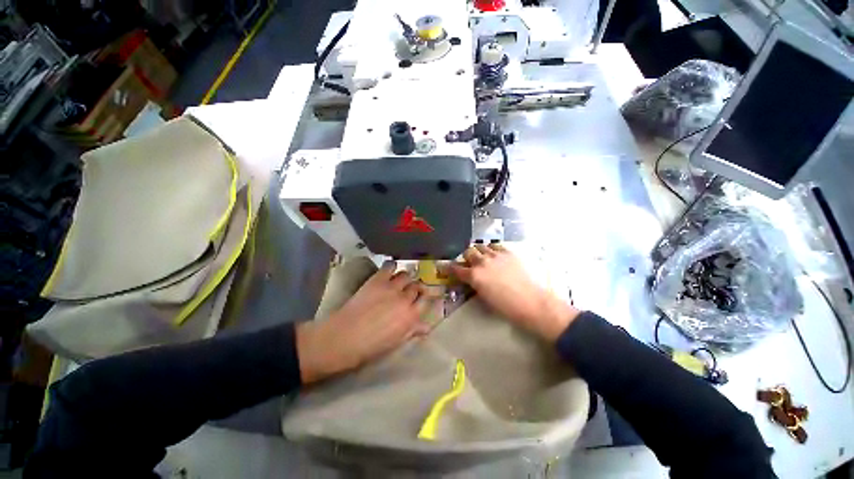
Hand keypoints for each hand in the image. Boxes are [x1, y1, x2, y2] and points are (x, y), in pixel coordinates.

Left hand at [296, 262, 434, 382]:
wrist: (344, 337)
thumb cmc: (371, 346)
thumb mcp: (396, 342)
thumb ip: (413, 331)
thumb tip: (427, 327)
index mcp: (411, 316)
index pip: (426, 300)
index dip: (424, 298)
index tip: (422, 298)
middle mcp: (405, 298)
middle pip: (417, 286)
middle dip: (415, 288)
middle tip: (409, 290)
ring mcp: (392, 287)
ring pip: (406, 275)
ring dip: (405, 278)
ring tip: (400, 281)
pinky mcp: (378, 279)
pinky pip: (390, 266)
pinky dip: (392, 266)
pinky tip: (390, 270)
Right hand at [449, 244, 578, 341]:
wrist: (533, 303)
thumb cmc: (507, 307)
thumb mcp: (485, 298)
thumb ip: (475, 285)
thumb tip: (472, 280)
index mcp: (474, 276)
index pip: (456, 268)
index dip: (450, 267)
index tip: (448, 267)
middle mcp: (482, 262)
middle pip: (468, 252)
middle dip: (466, 257)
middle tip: (470, 262)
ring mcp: (496, 255)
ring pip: (481, 246)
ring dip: (479, 251)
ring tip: (483, 257)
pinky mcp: (508, 252)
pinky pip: (495, 246)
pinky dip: (492, 249)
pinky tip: (495, 255)